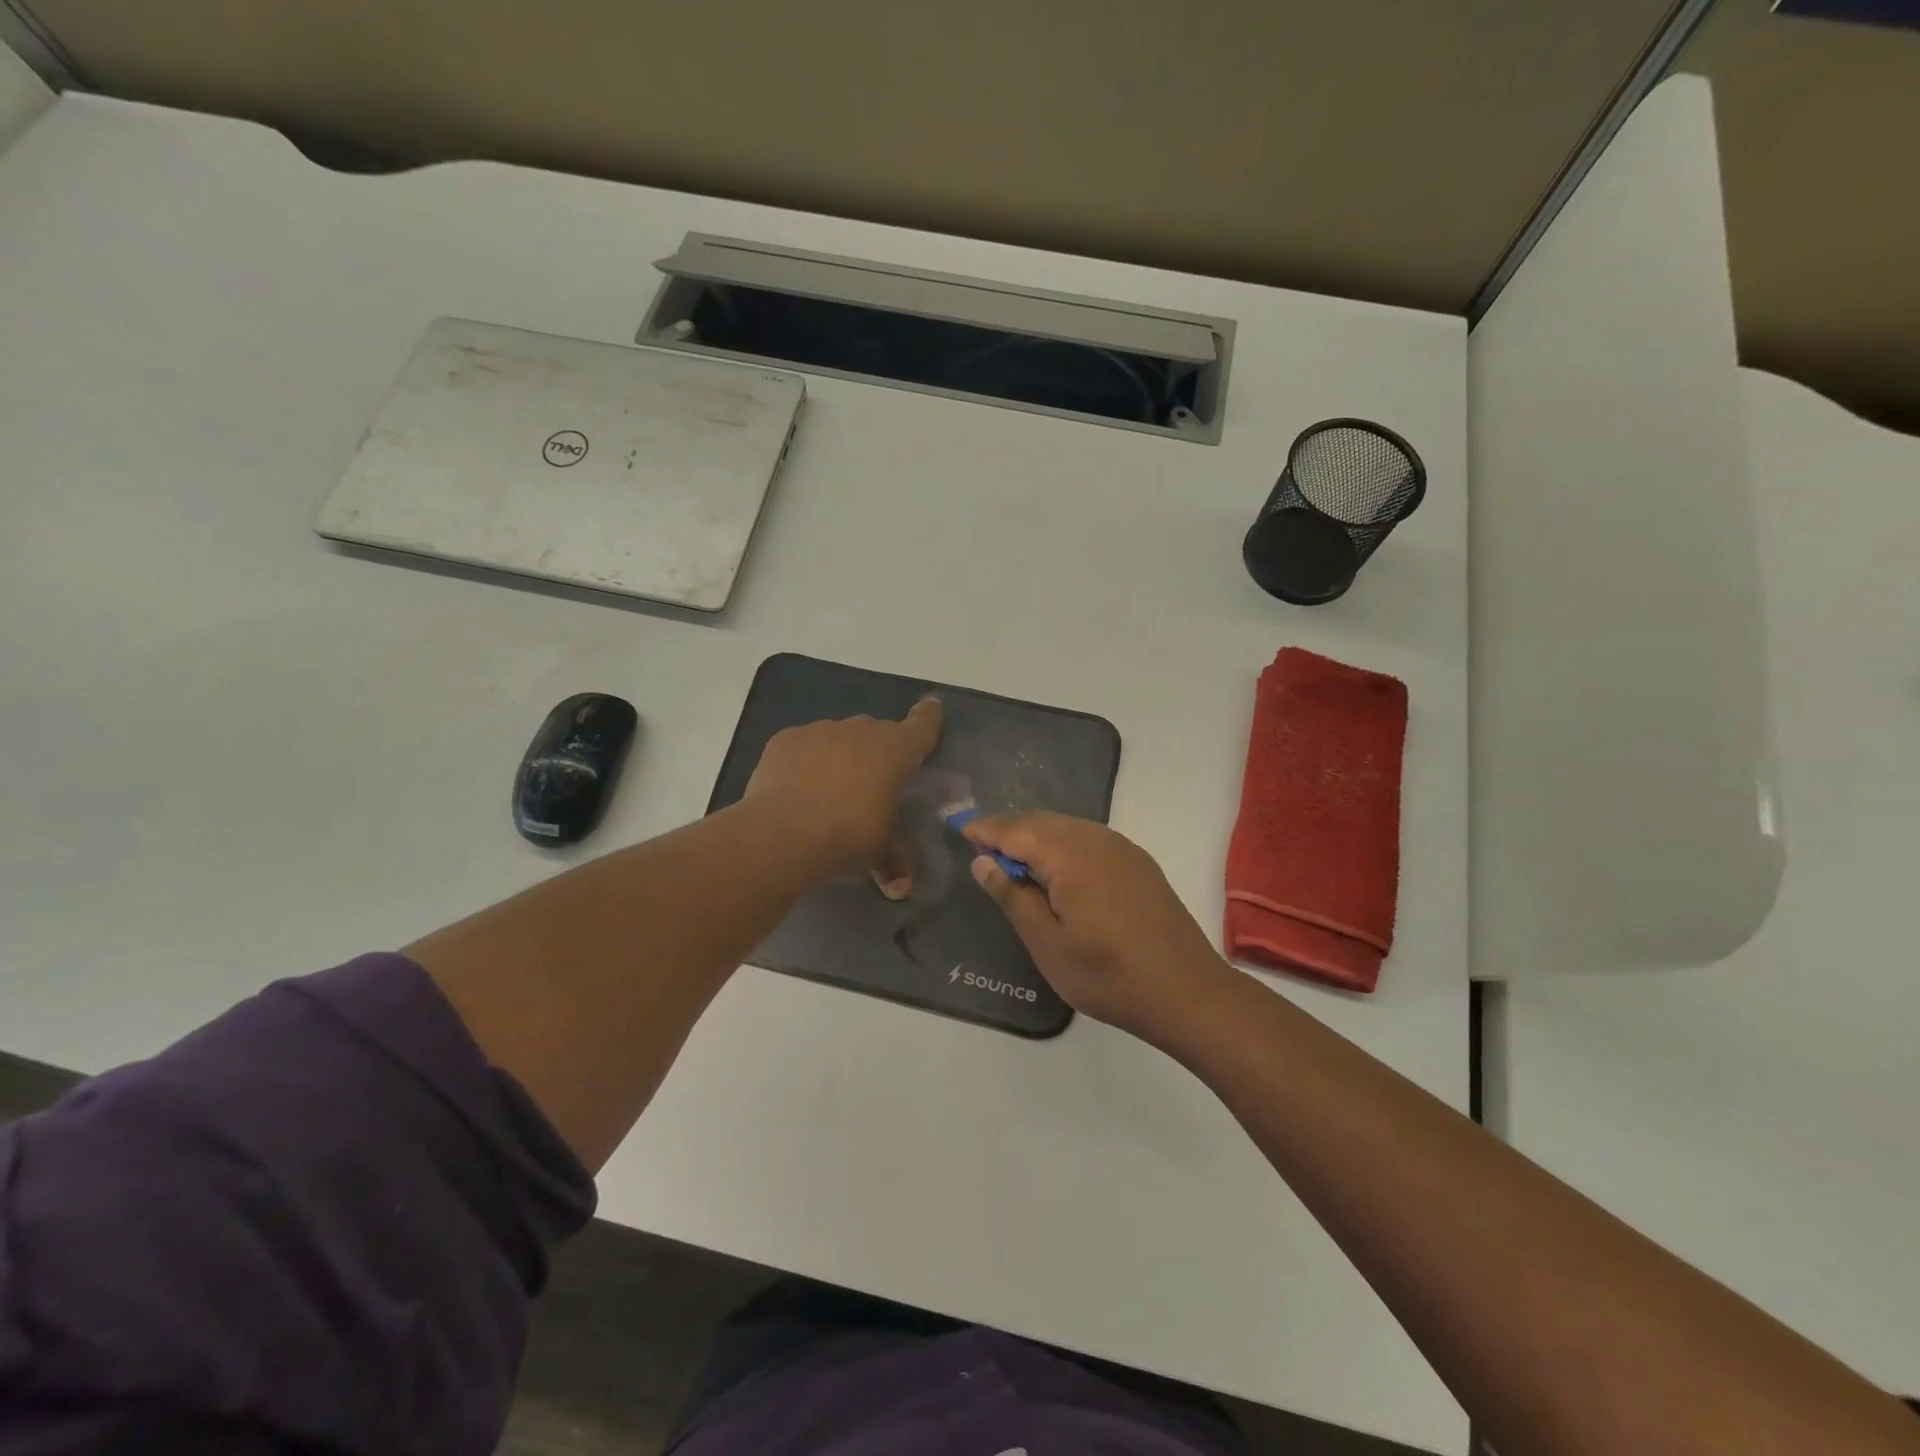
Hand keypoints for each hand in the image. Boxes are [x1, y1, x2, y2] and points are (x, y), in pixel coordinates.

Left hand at [743, 699, 942, 881]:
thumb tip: (901, 889)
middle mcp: (862, 730)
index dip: (929, 719)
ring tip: (828, 790)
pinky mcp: (787, 738)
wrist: (783, 832)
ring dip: (839, 755)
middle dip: (877, 751)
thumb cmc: (848, 835)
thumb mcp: (878, 851)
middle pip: (878, 731)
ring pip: (839, 736)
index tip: (930, 712)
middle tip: (870, 783)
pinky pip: (804, 744)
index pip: (923, 723)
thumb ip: (893, 862)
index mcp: (896, 750)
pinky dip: (805, 760)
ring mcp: (821, 729)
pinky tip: (796, 787)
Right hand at [962, 813, 1235, 1044]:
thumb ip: (1013, 896)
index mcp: (1070, 854)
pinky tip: (1057, 869)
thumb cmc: (1108, 974)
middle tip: (982, 848)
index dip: (987, 830)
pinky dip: (1063, 844)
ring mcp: (1122, 848)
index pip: (1017, 830)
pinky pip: (1089, 839)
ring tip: (1013, 860)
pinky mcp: (1138, 863)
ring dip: (1036, 836)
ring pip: (1067, 828)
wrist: (1187, 992)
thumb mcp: (1047, 943)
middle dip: (1010, 830)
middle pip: (1042, 822)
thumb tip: (984, 861)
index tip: (961, 831)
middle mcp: (1097, 839)